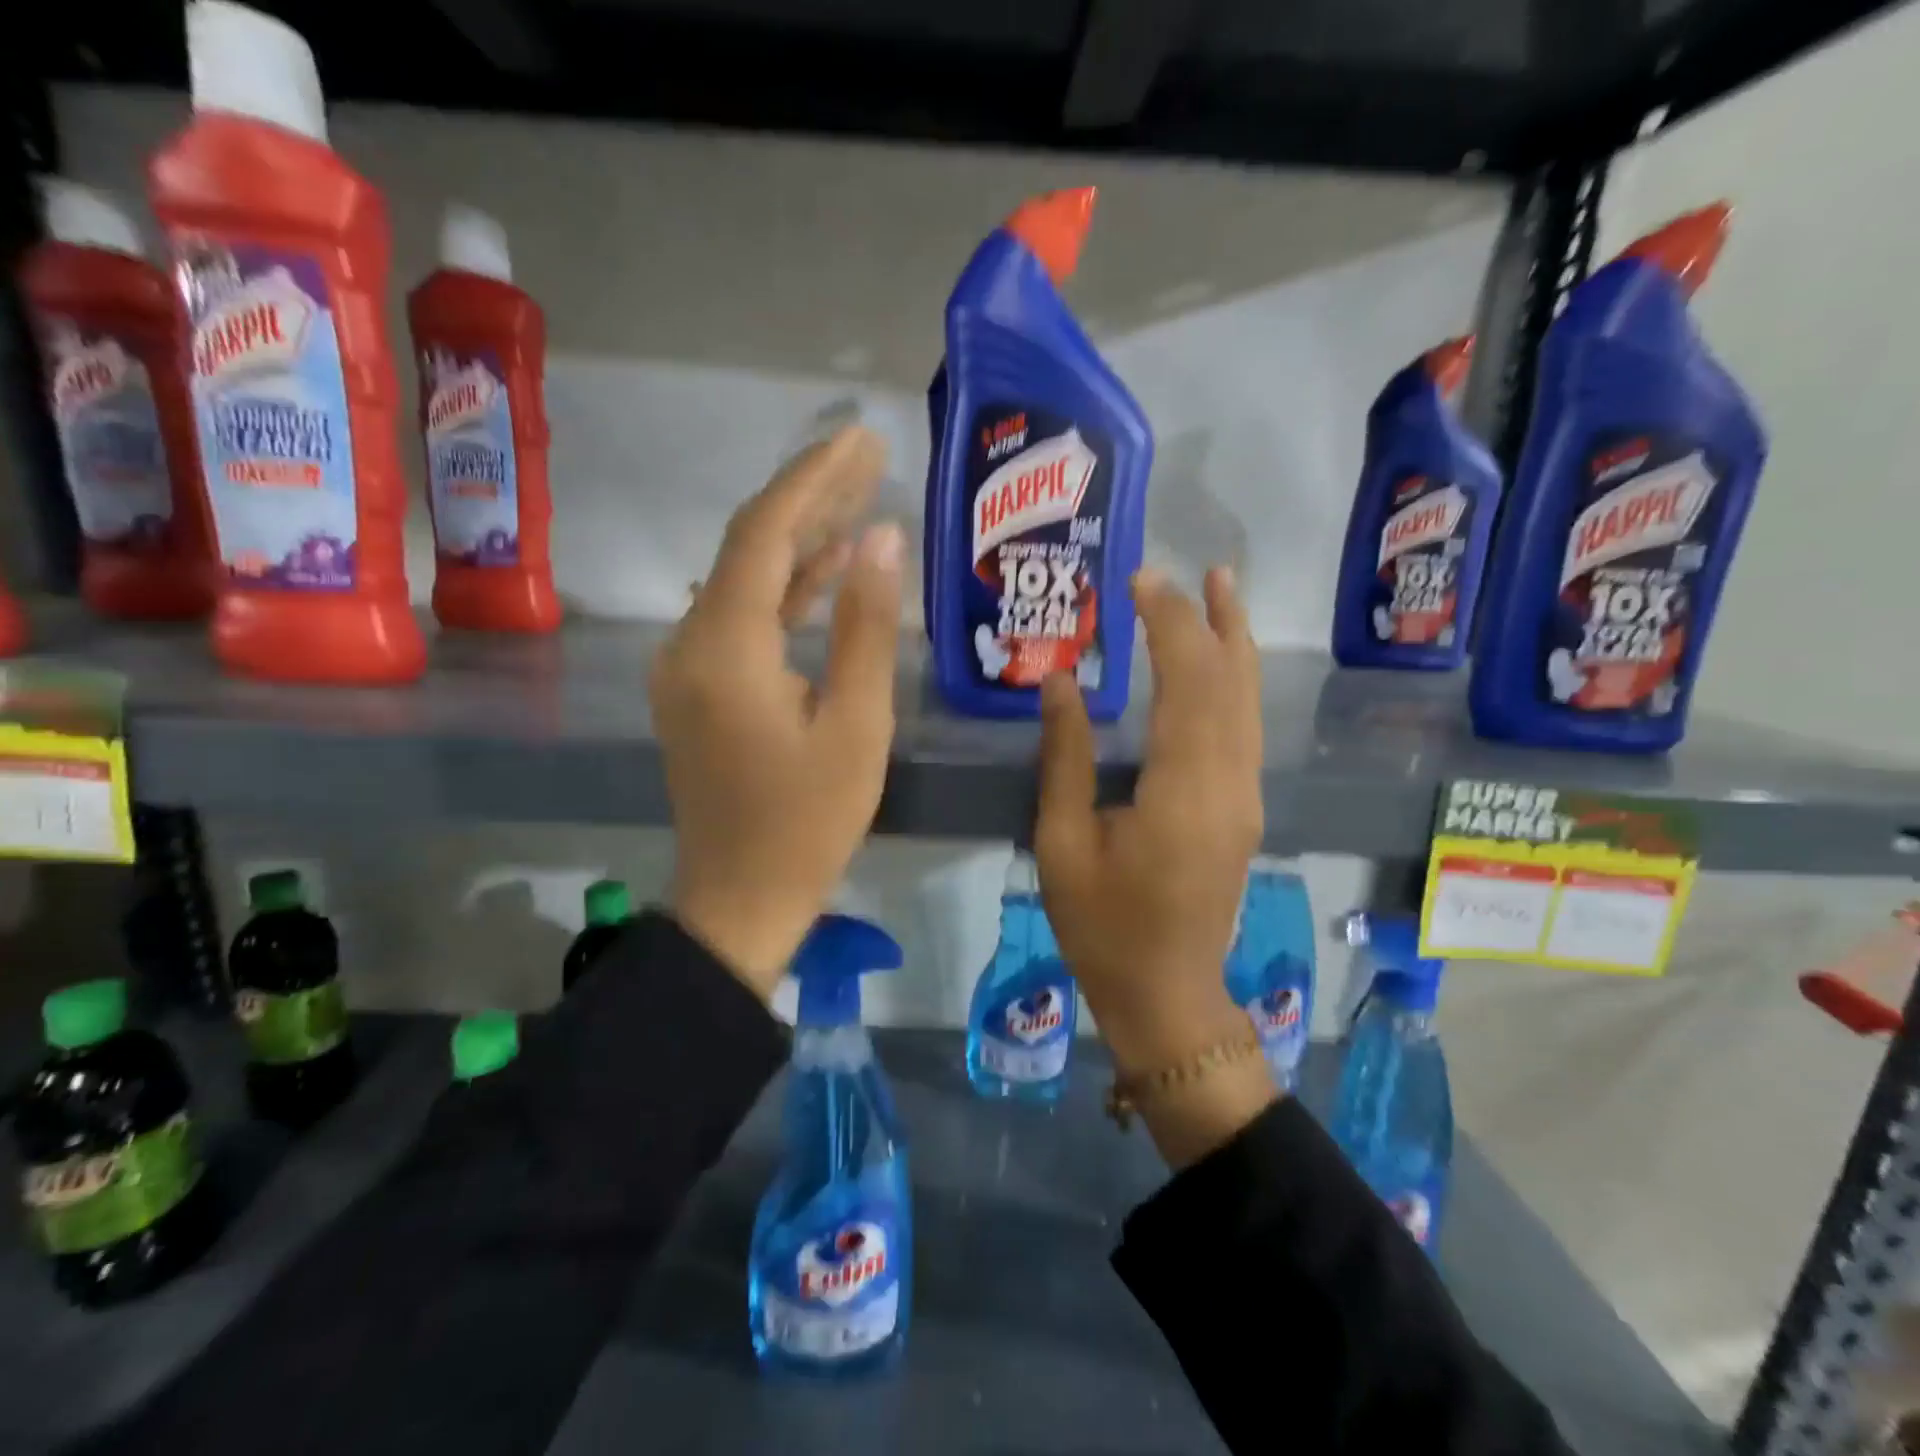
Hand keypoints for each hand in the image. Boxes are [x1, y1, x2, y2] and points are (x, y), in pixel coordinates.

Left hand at [653, 426, 903, 998]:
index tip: (860, 436)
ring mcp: (686, 665)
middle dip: (809, 496)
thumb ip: (864, 626)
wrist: (741, 898)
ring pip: (744, 580)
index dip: (813, 478)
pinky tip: (827, 569)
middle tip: (867, 454)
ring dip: (799, 541)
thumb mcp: (856, 725)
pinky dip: (783, 591)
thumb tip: (881, 538)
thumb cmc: (809, 821)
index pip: (765, 533)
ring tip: (859, 499)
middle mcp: (690, 641)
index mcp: (727, 647)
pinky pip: (741, 619)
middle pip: (748, 546)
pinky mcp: (698, 687)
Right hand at [1035, 566, 1274, 1165]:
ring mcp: (1246, 796)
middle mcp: (1229, 783)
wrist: (1167, 994)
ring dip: (1234, 642)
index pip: (1188, 682)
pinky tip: (1219, 662)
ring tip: (1221, 590)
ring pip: (1249, 701)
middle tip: (1189, 570)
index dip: (1169, 624)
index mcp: (1182, 791)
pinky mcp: (1245, 807)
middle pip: (1231, 682)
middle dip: (1209, 619)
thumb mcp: (1062, 842)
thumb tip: (1060, 683)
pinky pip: (1245, 727)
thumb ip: (1065, 758)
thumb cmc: (1103, 926)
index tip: (1140, 582)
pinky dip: (1234, 681)